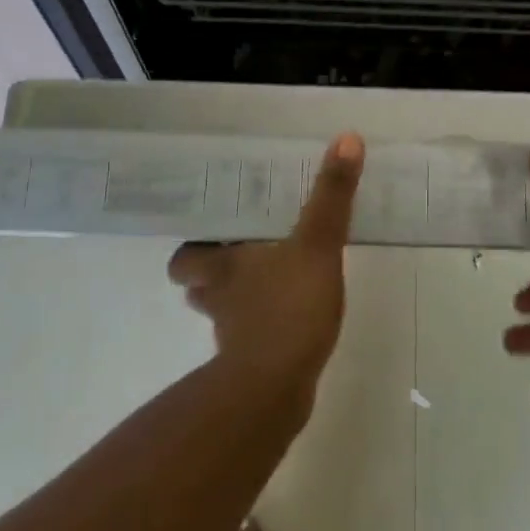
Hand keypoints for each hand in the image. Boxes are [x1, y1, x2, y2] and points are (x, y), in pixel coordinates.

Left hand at [169, 134, 364, 396]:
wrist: (275, 392)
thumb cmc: (287, 309)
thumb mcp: (317, 245)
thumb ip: (331, 195)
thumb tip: (346, 138)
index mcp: (221, 266)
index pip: (184, 256)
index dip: (194, 245)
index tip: (213, 229)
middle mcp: (217, 299)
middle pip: (196, 285)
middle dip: (213, 272)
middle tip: (244, 250)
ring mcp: (231, 336)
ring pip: (222, 311)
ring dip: (238, 299)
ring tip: (269, 280)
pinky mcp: (250, 365)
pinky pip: (249, 338)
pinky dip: (261, 329)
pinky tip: (289, 319)